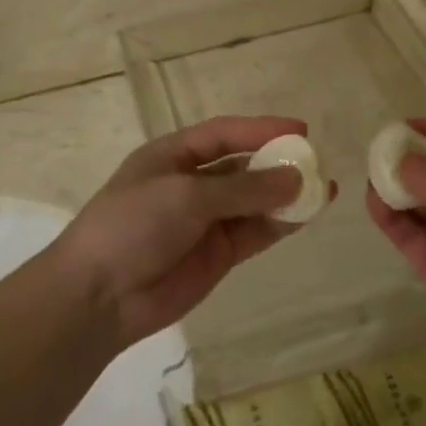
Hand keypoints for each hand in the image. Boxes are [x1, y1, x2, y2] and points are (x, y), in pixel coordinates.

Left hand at [48, 116, 318, 348]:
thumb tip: (296, 177)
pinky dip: (280, 224)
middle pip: (243, 167)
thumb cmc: (133, 226)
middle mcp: (191, 184)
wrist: (99, 295)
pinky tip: (307, 215)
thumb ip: (244, 188)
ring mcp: (205, 221)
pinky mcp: (217, 255)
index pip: (224, 134)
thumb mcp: (186, 196)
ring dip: (286, 195)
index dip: (261, 129)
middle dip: (278, 163)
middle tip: (318, 163)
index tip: (301, 131)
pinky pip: (255, 232)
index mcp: (173, 156)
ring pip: (254, 201)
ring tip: (325, 189)